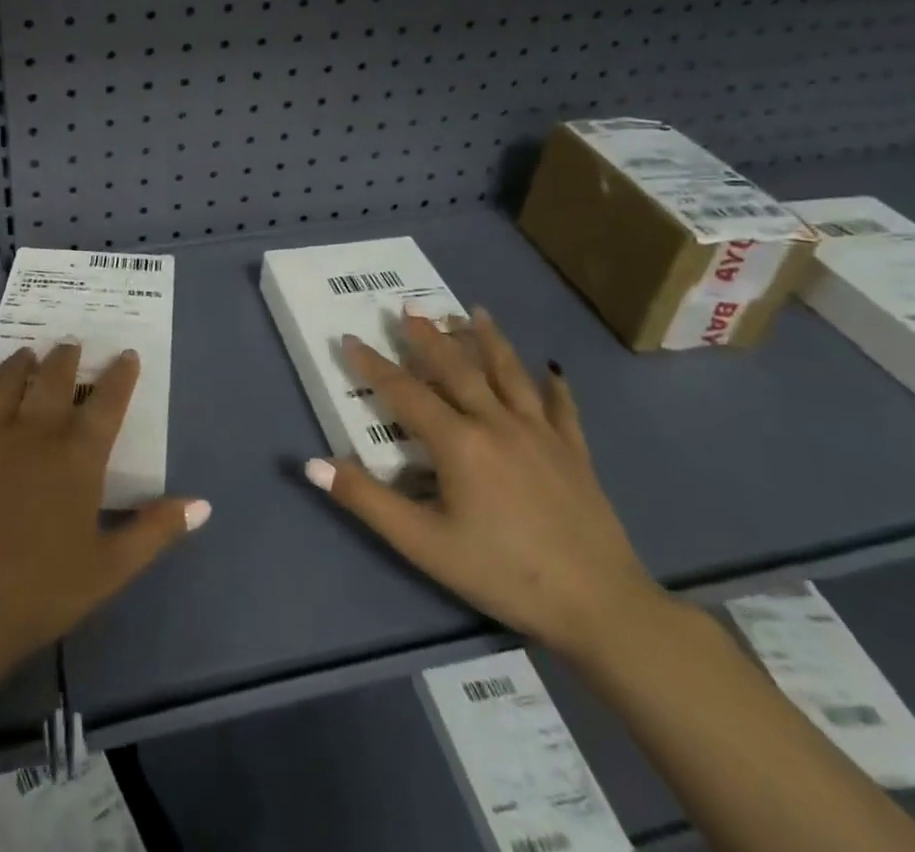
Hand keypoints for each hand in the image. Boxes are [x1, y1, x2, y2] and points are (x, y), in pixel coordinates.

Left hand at [0, 343, 209, 669]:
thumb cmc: (43, 591)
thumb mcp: (111, 568)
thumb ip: (155, 530)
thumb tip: (202, 504)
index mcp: (76, 456)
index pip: (106, 402)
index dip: (120, 375)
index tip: (126, 354)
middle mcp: (33, 433)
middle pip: (52, 379)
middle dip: (64, 357)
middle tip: (69, 344)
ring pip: (1, 386)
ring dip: (14, 366)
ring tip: (23, 355)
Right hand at [306, 308, 663, 656]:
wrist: (601, 607)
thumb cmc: (504, 573)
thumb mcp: (424, 544)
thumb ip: (368, 500)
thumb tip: (313, 464)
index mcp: (458, 441)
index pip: (404, 392)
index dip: (373, 365)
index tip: (350, 338)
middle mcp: (496, 422)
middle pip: (456, 368)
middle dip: (428, 336)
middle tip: (409, 306)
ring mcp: (540, 434)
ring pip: (509, 374)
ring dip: (488, 340)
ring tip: (474, 312)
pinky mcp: (574, 453)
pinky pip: (561, 408)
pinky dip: (554, 385)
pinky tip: (552, 368)